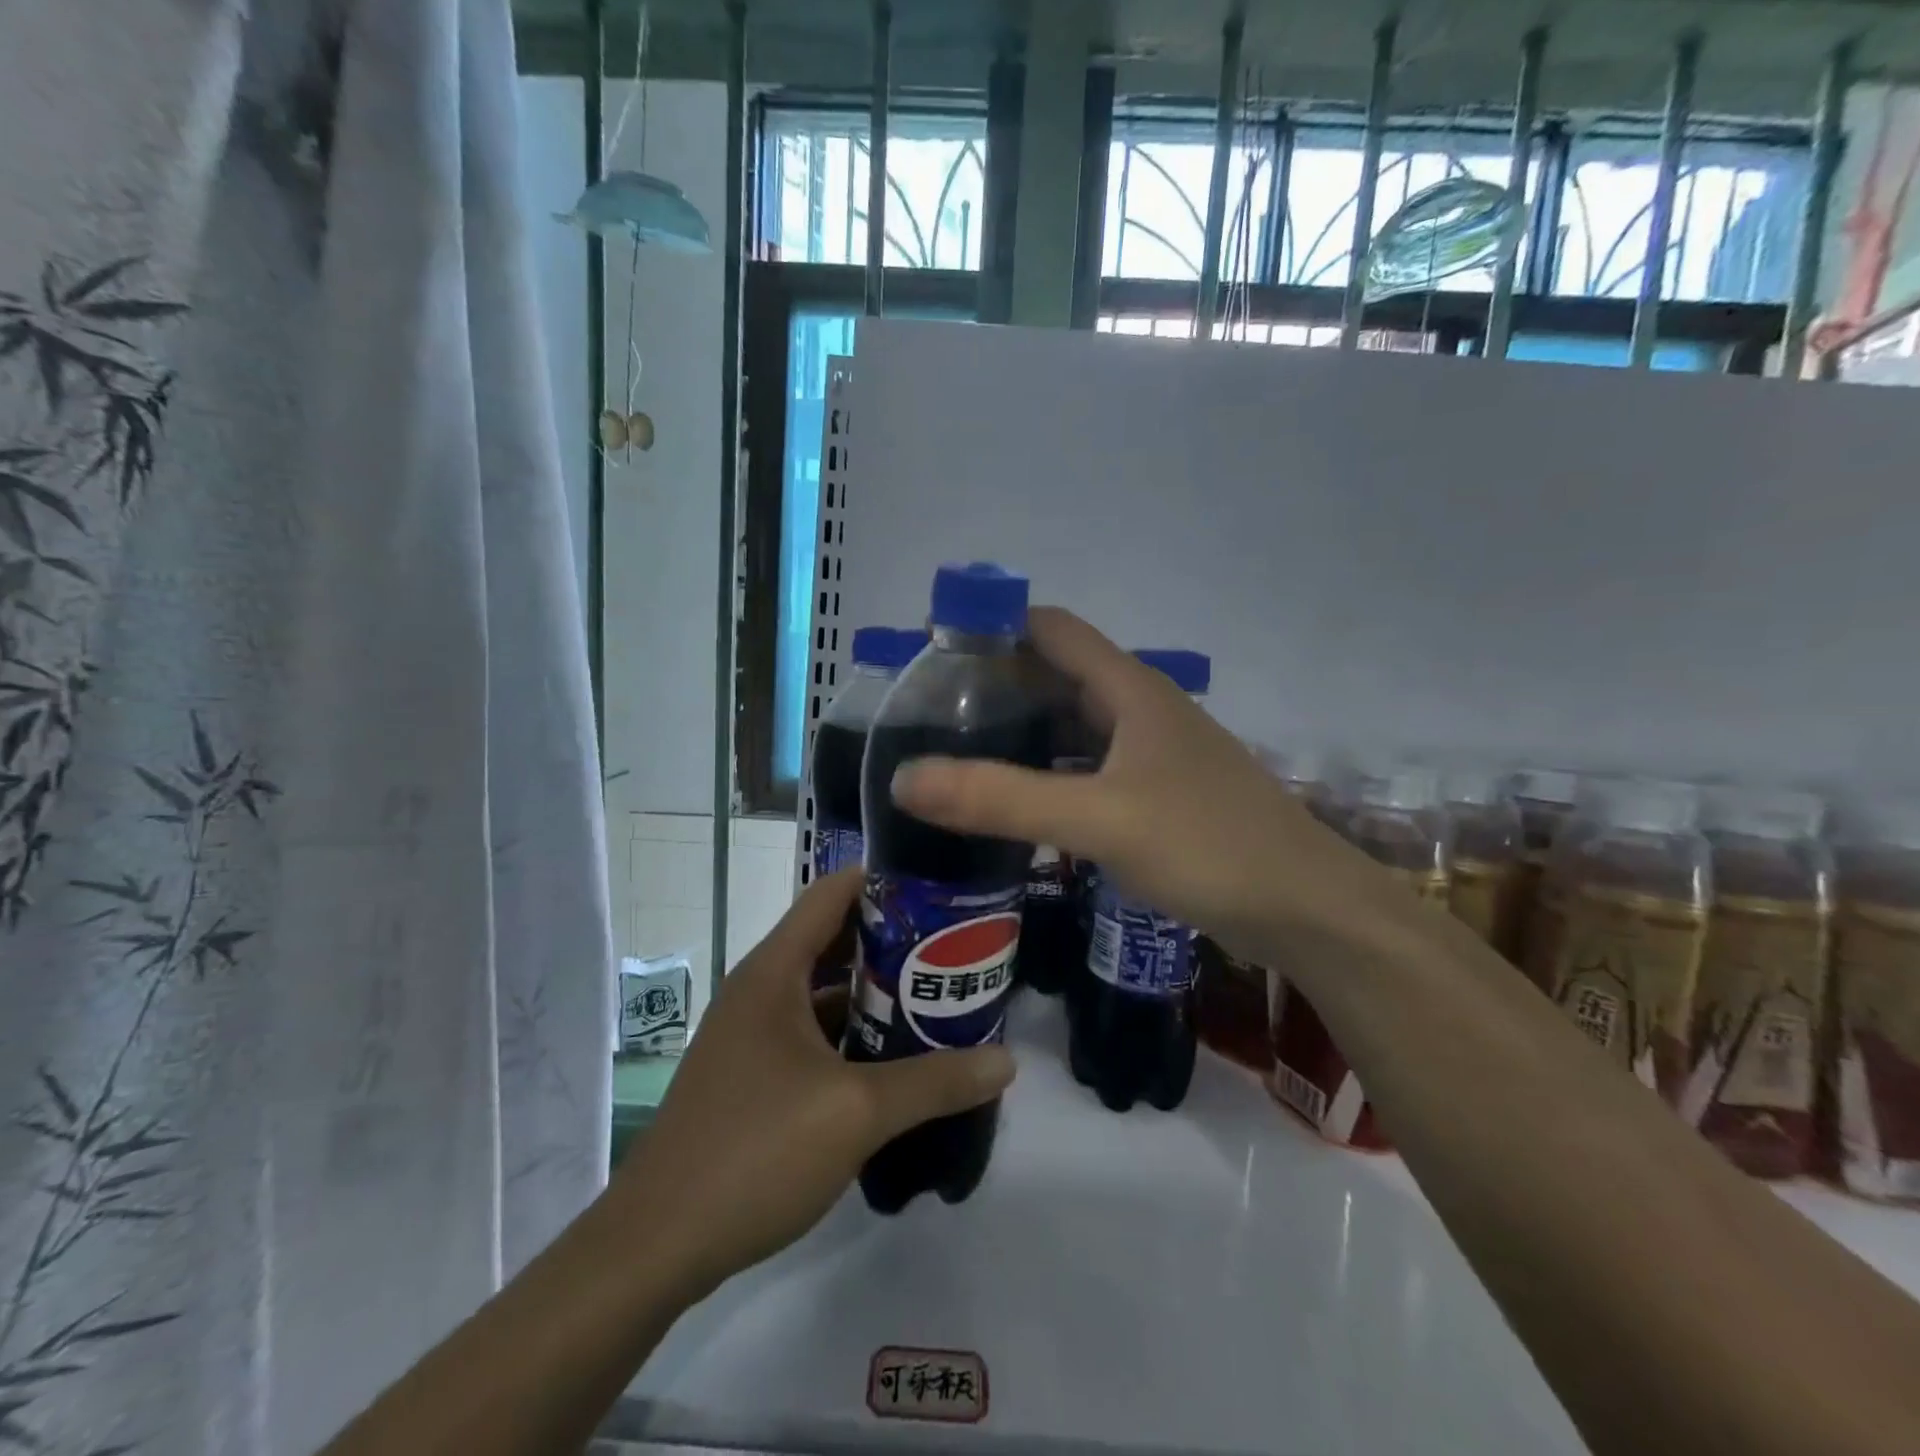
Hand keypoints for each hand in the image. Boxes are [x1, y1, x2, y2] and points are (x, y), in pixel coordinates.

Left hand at [609, 870, 1014, 1301]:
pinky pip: (814, 1033)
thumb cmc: (754, 1150)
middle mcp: (761, 989)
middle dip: (893, 939)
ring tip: (937, 994)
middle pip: (834, 939)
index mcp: (774, 971)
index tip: (940, 886)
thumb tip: (1006, 1061)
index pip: (831, 893)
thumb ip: (934, 1081)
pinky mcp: (754, 1075)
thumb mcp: (856, 1112)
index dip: (883, 880)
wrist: (655, 1245)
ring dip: (876, 991)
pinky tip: (896, 1057)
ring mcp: (753, 1034)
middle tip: (955, 945)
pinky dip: (854, 1033)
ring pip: (825, 991)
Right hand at [892, 607, 1383, 961]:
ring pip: (1074, 726)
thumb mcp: (1099, 818)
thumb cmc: (1208, 845)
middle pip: (1057, 675)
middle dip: (996, 685)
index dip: (993, 627)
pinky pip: (1090, 768)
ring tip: (959, 755)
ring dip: (1022, 733)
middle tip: (930, 715)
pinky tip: (1018, 801)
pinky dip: (1049, 774)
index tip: (932, 653)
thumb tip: (904, 779)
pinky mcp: (1159, 796)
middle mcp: (1141, 710)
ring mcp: (1153, 755)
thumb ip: (1001, 799)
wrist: (1306, 909)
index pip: (1050, 629)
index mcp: (1131, 689)